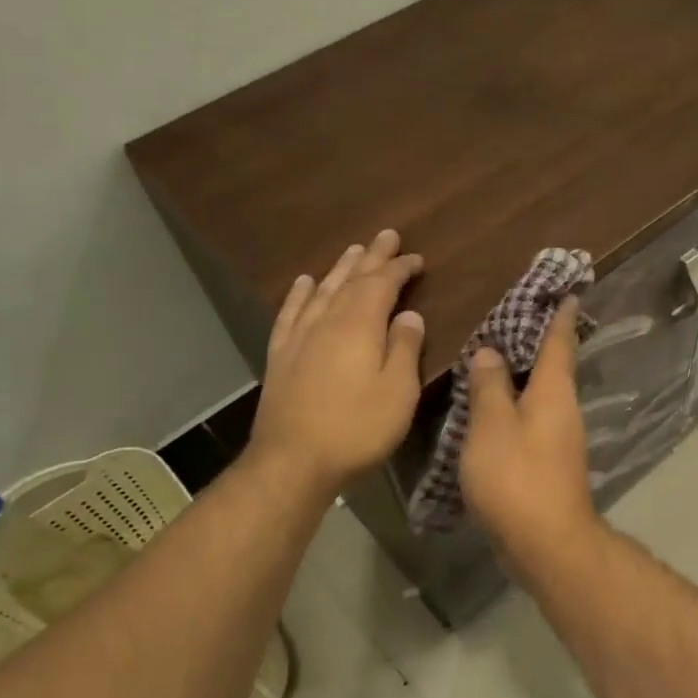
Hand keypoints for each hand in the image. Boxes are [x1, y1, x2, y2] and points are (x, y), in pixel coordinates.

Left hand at [250, 229, 424, 493]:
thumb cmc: (357, 428)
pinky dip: (299, 295)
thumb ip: (405, 348)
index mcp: (359, 326)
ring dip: (339, 269)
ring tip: (352, 251)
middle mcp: (327, 322)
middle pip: (351, 280)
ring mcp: (299, 338)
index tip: (416, 258)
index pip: (382, 285)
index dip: (399, 269)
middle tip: (386, 235)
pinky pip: (290, 314)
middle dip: (371, 257)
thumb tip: (408, 314)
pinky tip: (303, 284)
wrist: (293, 461)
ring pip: (322, 291)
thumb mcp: (398, 391)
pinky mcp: (281, 357)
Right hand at [460, 297, 599, 572]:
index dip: (561, 315)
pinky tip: (490, 410)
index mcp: (554, 392)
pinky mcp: (548, 464)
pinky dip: (513, 407)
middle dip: (537, 342)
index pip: (560, 342)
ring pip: (540, 396)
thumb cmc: (517, 476)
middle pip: (552, 368)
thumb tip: (491, 351)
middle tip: (513, 317)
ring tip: (492, 359)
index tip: (567, 290)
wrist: (546, 542)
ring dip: (521, 377)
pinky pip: (530, 421)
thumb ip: (489, 387)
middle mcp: (563, 410)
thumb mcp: (492, 425)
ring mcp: (559, 439)